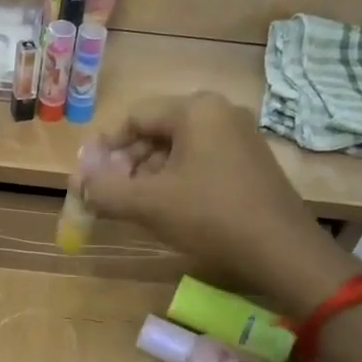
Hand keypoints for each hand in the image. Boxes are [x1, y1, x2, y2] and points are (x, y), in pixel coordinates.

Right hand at [77, 94, 351, 308]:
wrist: (283, 251)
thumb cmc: (211, 217)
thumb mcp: (149, 203)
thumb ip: (105, 190)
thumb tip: (78, 183)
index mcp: (195, 109)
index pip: (134, 118)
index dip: (105, 148)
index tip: (89, 178)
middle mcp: (220, 112)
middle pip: (156, 131)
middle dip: (128, 163)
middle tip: (109, 195)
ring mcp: (240, 136)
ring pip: (178, 148)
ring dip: (150, 174)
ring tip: (135, 206)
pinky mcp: (251, 160)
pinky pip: (201, 160)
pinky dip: (177, 179)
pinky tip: (168, 209)